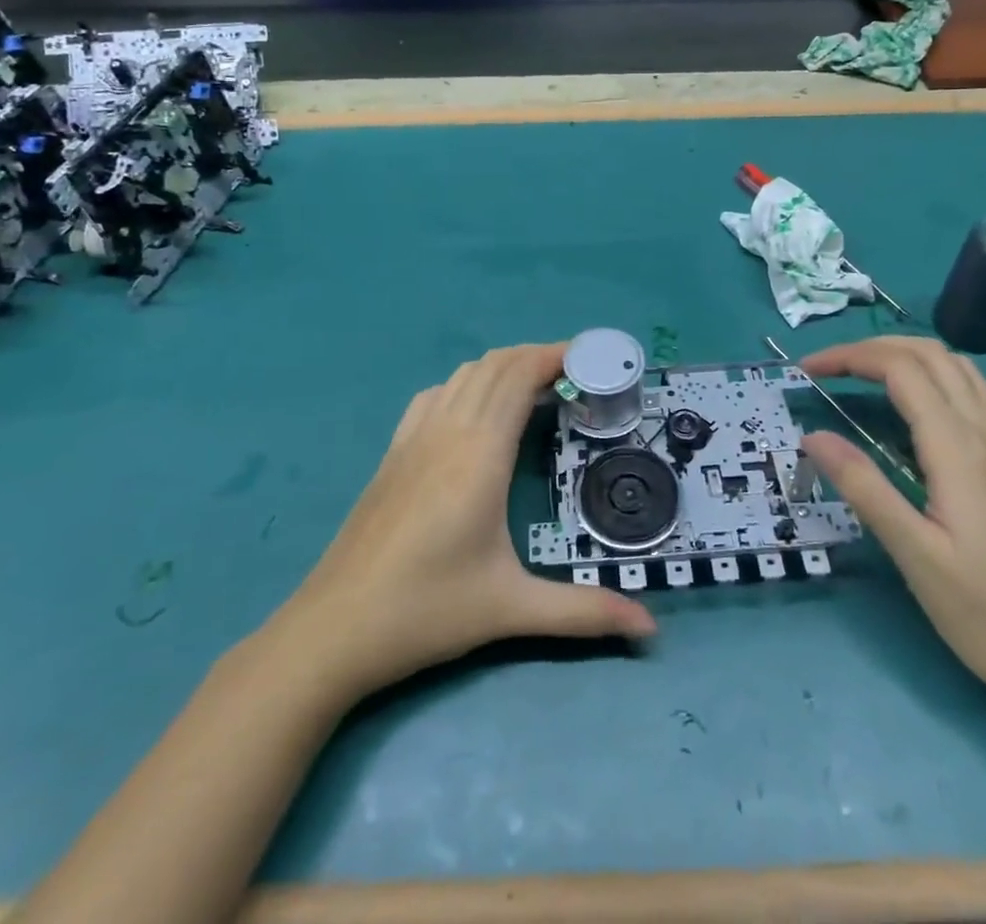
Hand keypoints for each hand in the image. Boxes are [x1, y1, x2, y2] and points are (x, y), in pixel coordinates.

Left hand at [280, 344, 654, 699]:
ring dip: (502, 368)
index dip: (554, 356)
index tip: (590, 357)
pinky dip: (466, 383)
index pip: (519, 376)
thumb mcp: (511, 608)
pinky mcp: (393, 452)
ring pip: (463, 374)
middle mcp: (447, 430)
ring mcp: (414, 437)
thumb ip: (584, 612)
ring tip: (535, 388)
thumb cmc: (427, 610)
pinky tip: (475, 412)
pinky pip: (435, 394)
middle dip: (536, 357)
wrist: (333, 627)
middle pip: (495, 365)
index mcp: (479, 452)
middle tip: (576, 374)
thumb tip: (651, 629)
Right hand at [800, 337, 985, 721]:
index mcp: (961, 449)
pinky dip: (934, 379)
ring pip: (959, 369)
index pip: (901, 369)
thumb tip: (812, 436)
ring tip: (863, 378)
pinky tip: (915, 416)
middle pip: (931, 354)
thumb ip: (864, 488)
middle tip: (828, 369)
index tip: (806, 371)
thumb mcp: (917, 557)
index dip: (850, 357)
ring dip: (906, 357)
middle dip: (873, 348)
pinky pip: (975, 395)